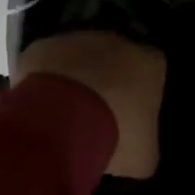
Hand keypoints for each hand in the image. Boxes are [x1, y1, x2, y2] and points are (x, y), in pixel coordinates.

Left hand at [14, 31, 165, 178]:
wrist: (61, 117)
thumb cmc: (114, 134)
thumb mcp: (143, 156)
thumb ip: (145, 144)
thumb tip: (139, 148)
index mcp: (149, 63)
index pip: (153, 69)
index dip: (143, 91)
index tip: (133, 114)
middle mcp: (117, 41)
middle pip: (117, 57)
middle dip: (109, 80)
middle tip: (98, 112)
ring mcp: (78, 38)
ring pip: (80, 55)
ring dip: (77, 77)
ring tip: (66, 112)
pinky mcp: (45, 45)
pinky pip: (48, 61)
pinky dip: (46, 78)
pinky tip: (41, 104)